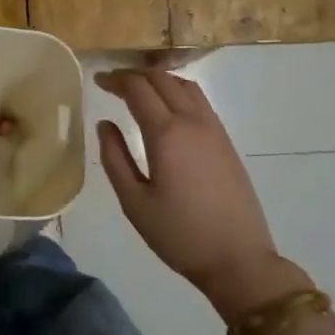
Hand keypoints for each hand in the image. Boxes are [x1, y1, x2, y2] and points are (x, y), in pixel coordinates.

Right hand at [95, 69, 311, 322]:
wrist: (238, 259)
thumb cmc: (179, 235)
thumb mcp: (134, 202)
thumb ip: (114, 158)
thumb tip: (105, 124)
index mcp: (166, 134)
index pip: (137, 89)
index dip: (115, 80)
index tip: (97, 80)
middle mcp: (192, 121)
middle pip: (162, 79)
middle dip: (134, 75)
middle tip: (112, 84)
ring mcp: (214, 129)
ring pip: (184, 85)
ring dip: (159, 79)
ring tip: (139, 90)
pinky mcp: (226, 141)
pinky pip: (199, 100)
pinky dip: (178, 91)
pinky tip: (168, 107)